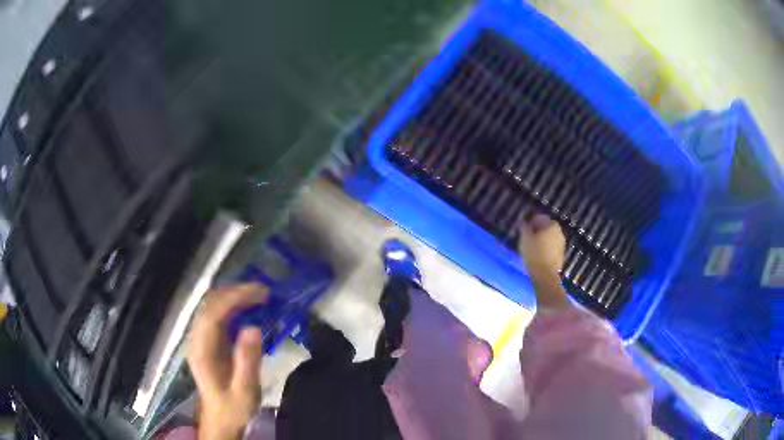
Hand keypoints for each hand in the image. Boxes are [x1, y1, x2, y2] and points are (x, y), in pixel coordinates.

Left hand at [187, 284, 268, 439]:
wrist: (221, 419)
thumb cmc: (233, 408)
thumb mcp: (245, 391)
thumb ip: (247, 361)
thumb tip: (253, 327)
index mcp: (201, 351)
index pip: (212, 314)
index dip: (234, 298)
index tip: (260, 293)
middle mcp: (196, 340)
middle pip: (210, 304)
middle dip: (236, 293)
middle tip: (265, 293)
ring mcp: (200, 339)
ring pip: (212, 306)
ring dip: (235, 297)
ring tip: (261, 297)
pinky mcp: (208, 341)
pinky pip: (218, 315)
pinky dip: (234, 306)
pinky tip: (249, 308)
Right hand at [518, 214, 569, 309]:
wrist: (545, 275)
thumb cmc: (534, 254)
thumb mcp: (525, 239)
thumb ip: (524, 228)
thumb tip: (523, 221)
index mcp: (552, 226)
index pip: (541, 218)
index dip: (532, 221)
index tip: (525, 228)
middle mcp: (559, 233)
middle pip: (547, 227)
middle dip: (538, 230)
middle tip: (527, 237)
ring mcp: (562, 244)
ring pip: (550, 237)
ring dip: (542, 239)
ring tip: (532, 246)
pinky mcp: (561, 255)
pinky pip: (552, 247)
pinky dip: (546, 248)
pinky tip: (538, 254)